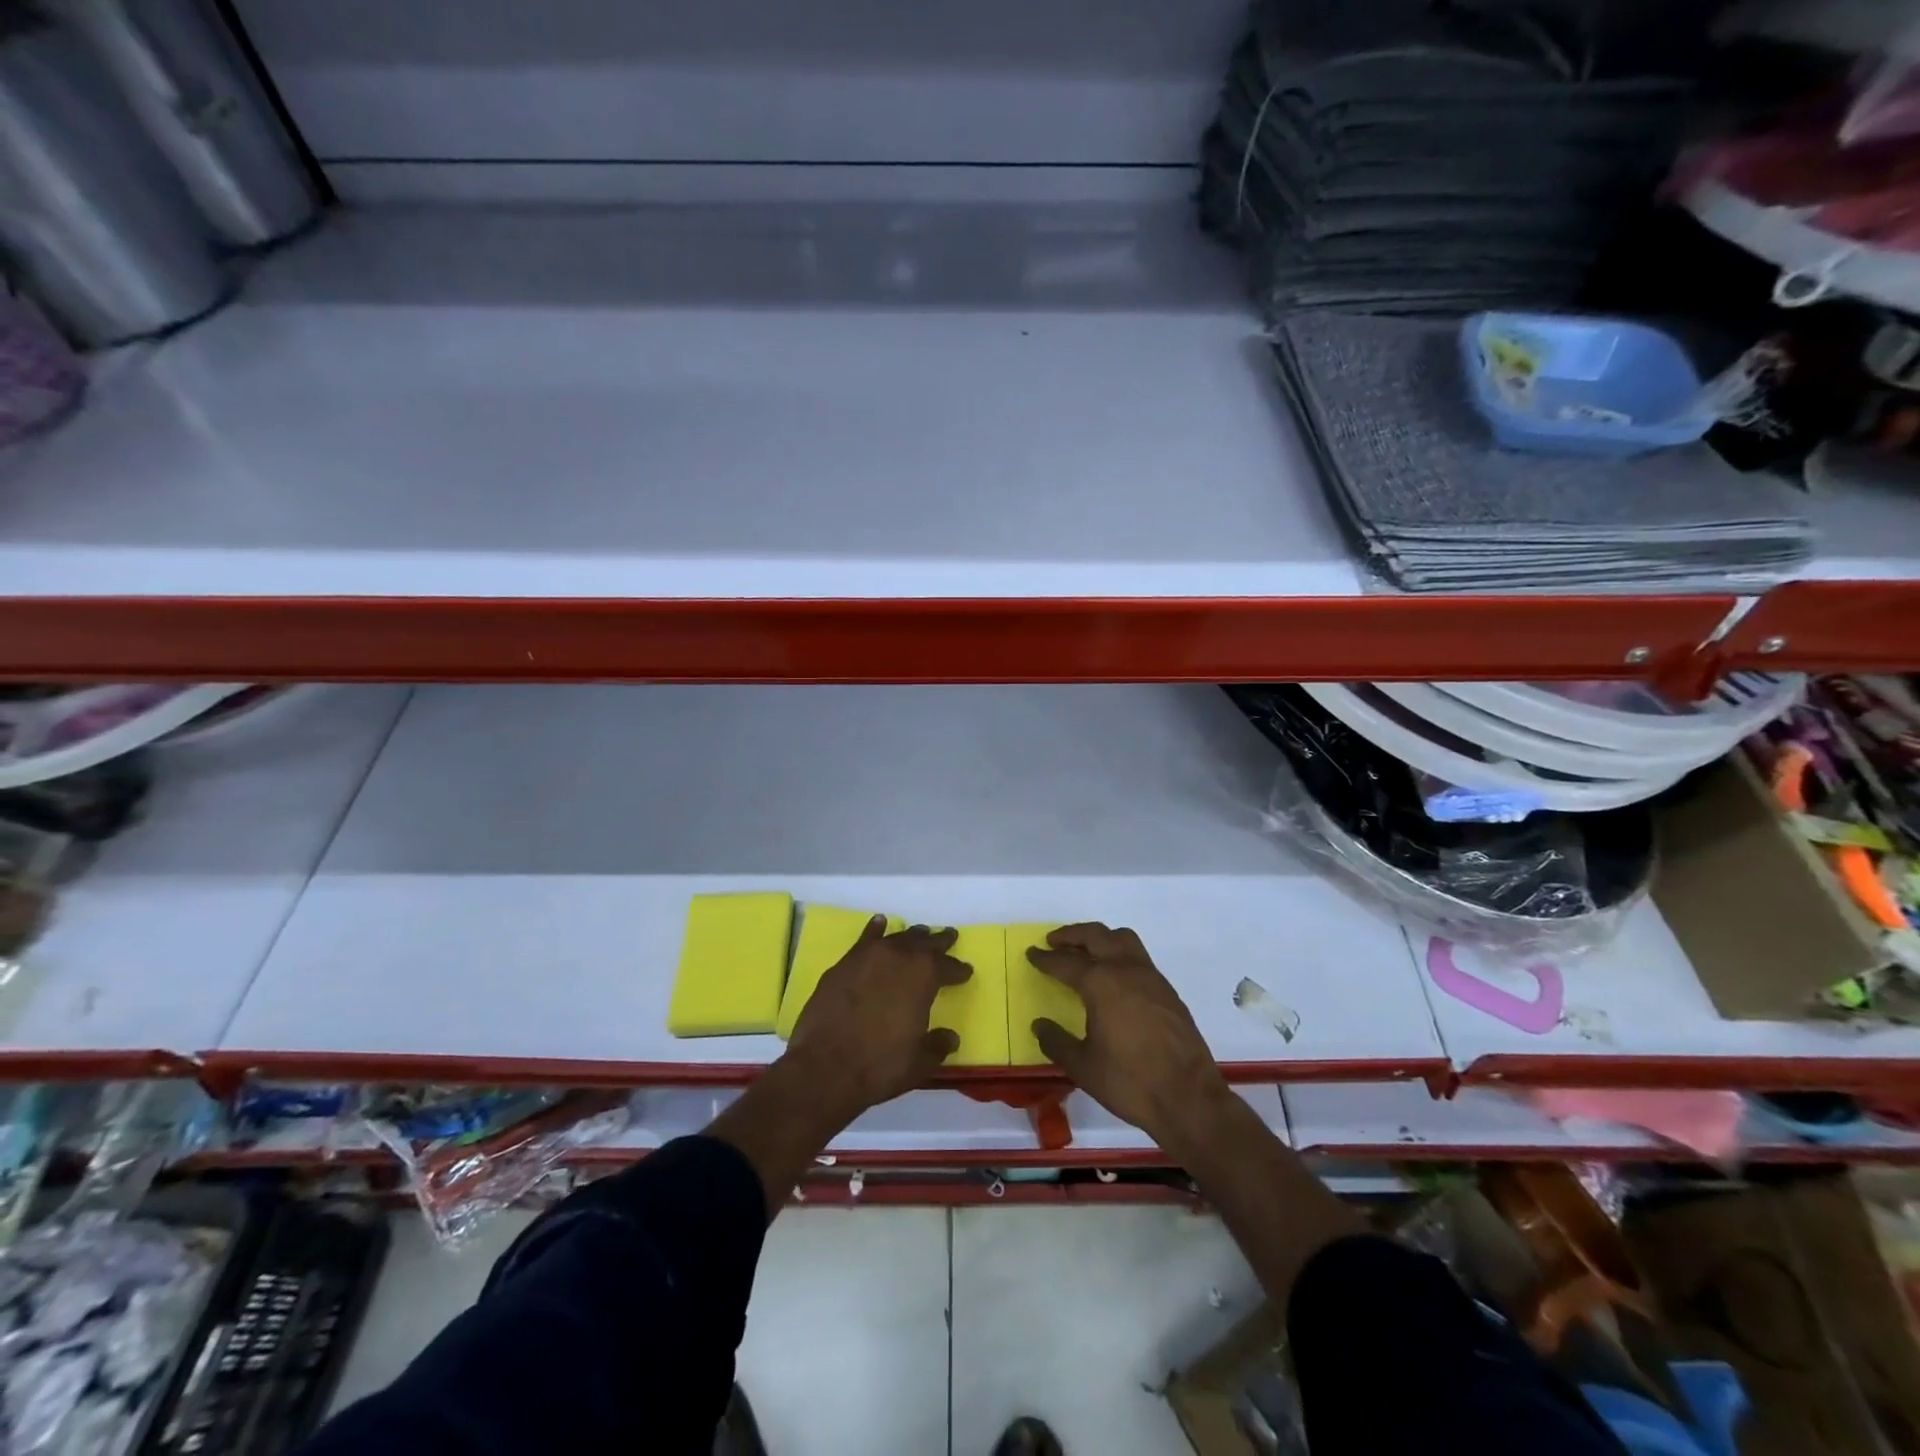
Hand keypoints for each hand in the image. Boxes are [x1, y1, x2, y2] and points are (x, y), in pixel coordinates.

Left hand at [785, 920, 970, 1121]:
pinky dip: (875, 930)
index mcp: (924, 976)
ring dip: (910, 936)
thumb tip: (950, 1036)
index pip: (948, 967)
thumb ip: (937, 1045)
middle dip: (938, 941)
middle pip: (924, 943)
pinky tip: (879, 923)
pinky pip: (865, 940)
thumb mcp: (920, 1062)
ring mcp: (868, 957)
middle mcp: (899, 957)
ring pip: (896, 938)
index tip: (965, 971)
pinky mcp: (843, 964)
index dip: (958, 970)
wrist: (825, 1066)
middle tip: (949, 936)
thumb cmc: (879, 1065)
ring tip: (920, 933)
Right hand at [1028, 923, 1232, 1149]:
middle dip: (1071, 935)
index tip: (1032, 954)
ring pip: (1122, 939)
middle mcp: (1126, 970)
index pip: (1066, 962)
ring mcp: (1151, 977)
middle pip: (1095, 936)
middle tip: (1053, 942)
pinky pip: (1138, 957)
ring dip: (1099, 937)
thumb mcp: (1083, 1067)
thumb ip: (1057, 1042)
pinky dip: (1119, 954)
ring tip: (1085, 950)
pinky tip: (1114, 976)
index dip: (1046, 958)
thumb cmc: (1130, 1082)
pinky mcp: (1167, 991)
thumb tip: (1040, 1025)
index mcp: (1101, 983)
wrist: (1189, 1098)